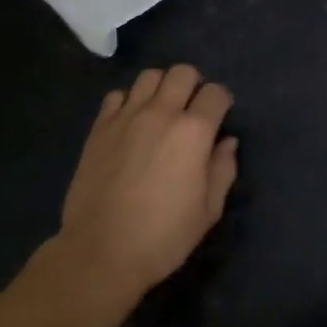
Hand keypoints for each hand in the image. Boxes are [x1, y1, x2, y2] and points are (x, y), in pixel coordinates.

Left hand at [57, 64, 238, 299]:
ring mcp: (126, 117)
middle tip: (192, 109)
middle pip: (183, 72)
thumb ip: (223, 170)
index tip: (220, 117)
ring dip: (161, 87)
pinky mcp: (99, 128)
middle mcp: (161, 113)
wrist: (100, 254)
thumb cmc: (163, 236)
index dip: (223, 101)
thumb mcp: (209, 210)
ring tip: (161, 110)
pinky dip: (128, 101)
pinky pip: (116, 96)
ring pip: (149, 76)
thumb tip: (227, 142)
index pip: (216, 93)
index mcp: (194, 131)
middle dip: (194, 85)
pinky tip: (131, 122)